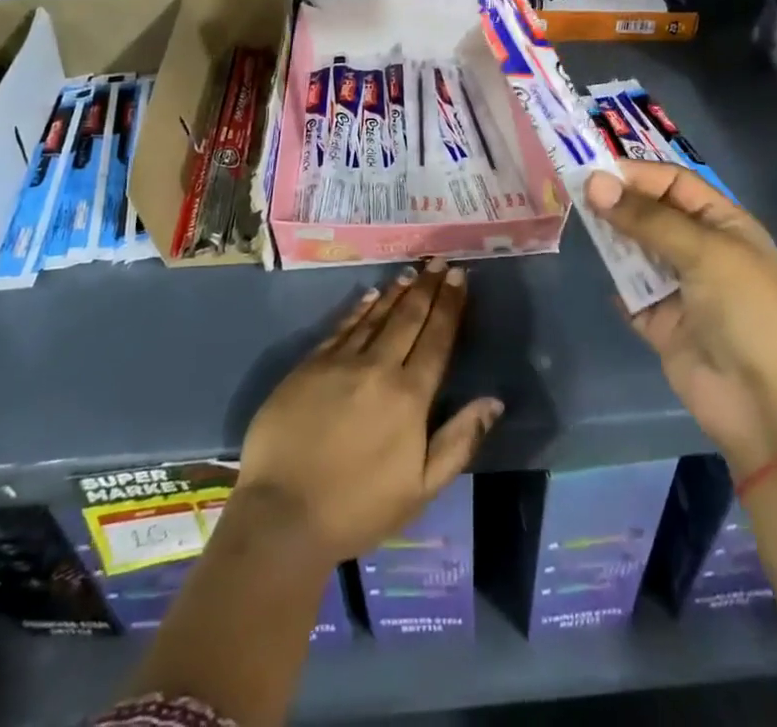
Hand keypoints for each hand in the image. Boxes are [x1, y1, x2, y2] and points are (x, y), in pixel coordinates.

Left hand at [237, 258, 503, 566]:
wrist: (282, 514)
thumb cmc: (358, 508)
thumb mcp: (421, 488)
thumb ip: (459, 441)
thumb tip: (494, 401)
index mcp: (409, 396)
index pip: (437, 338)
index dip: (450, 305)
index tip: (459, 276)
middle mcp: (378, 367)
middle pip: (408, 317)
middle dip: (427, 287)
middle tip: (438, 262)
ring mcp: (340, 362)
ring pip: (375, 316)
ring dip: (396, 292)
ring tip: (411, 272)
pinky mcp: (309, 365)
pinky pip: (341, 327)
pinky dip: (359, 309)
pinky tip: (369, 296)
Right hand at [586, 162, 776, 476]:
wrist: (765, 405)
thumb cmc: (747, 312)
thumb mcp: (704, 252)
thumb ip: (646, 218)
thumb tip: (593, 183)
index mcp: (724, 225)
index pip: (675, 184)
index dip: (637, 175)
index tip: (594, 171)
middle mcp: (702, 251)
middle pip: (652, 215)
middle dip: (619, 204)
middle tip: (575, 193)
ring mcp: (681, 289)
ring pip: (638, 252)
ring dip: (614, 240)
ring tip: (580, 224)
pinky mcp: (662, 324)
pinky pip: (631, 295)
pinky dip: (618, 286)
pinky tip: (601, 274)